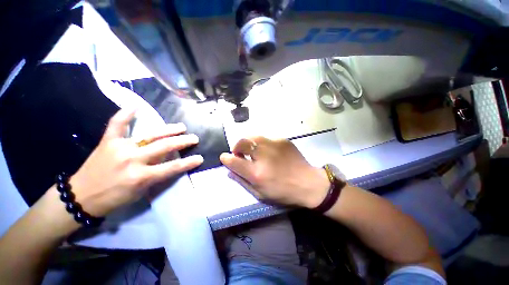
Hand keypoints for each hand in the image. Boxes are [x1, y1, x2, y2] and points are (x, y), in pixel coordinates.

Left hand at [70, 109, 202, 216]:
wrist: (81, 196)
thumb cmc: (114, 198)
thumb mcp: (140, 192)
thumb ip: (157, 176)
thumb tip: (172, 164)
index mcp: (141, 176)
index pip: (172, 167)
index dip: (189, 162)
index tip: (200, 158)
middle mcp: (133, 160)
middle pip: (165, 147)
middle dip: (183, 141)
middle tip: (194, 138)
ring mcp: (120, 148)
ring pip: (150, 135)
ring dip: (168, 130)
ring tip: (181, 127)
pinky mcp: (108, 141)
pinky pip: (117, 125)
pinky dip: (125, 114)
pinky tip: (135, 106)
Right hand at [219, 137, 329, 207]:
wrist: (308, 183)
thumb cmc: (283, 192)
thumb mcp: (260, 194)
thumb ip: (242, 181)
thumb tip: (229, 170)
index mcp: (257, 173)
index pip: (233, 161)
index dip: (226, 158)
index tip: (225, 157)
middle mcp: (263, 156)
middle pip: (241, 143)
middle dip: (236, 147)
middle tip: (240, 154)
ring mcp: (274, 145)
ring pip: (252, 136)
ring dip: (248, 143)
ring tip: (252, 150)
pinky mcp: (282, 140)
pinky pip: (266, 138)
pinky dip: (262, 144)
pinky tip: (269, 151)